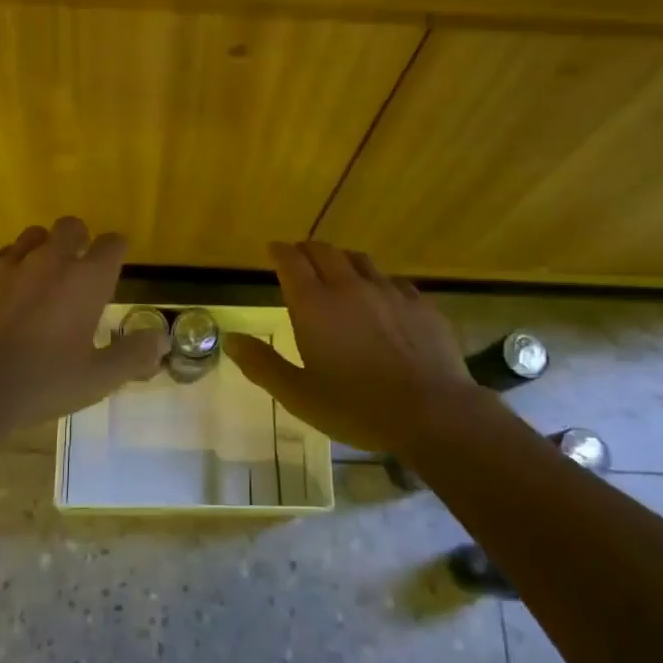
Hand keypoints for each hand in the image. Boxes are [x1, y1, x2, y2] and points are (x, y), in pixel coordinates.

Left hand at [0, 216, 167, 428]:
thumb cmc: (42, 381)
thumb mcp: (98, 378)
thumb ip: (133, 355)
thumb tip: (160, 340)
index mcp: (86, 279)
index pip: (112, 244)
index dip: (118, 250)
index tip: (116, 265)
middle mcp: (51, 260)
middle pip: (71, 226)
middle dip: (80, 239)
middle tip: (80, 268)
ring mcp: (11, 265)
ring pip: (33, 235)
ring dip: (44, 247)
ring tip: (44, 275)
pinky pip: (1, 255)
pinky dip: (12, 263)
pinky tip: (9, 287)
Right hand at [225, 240, 492, 457]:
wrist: (432, 412)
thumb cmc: (357, 407)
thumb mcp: (299, 395)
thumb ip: (262, 364)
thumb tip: (230, 339)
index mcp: (314, 305)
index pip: (291, 261)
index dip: (279, 252)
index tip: (273, 250)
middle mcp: (349, 287)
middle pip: (324, 251)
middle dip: (307, 250)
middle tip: (300, 258)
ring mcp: (388, 291)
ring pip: (359, 259)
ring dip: (341, 259)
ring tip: (337, 270)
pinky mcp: (419, 303)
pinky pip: (392, 280)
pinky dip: (376, 281)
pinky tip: (380, 298)